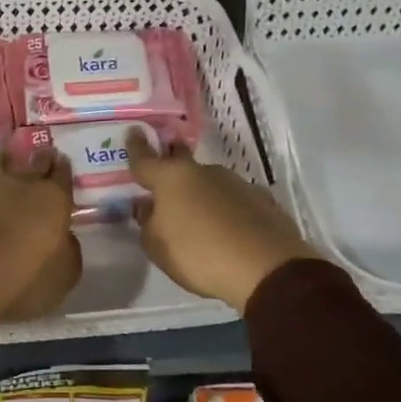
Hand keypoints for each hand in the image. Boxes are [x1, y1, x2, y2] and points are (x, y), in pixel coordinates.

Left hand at [0, 147, 81, 323]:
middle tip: (45, 159)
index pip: (63, 174)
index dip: (64, 169)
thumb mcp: (63, 275)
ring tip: (20, 179)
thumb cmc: (22, 279)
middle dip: (42, 162)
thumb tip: (64, 237)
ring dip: (16, 173)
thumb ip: (69, 249)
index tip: (63, 162)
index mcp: (53, 198)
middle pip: (35, 165)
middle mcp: (24, 184)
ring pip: (9, 173)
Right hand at [126, 128, 315, 313]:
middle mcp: (203, 172)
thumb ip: (147, 223)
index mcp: (171, 178)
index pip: (145, 158)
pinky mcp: (261, 200)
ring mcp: (236, 183)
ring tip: (199, 219)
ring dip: (200, 194)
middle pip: (180, 163)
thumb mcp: (157, 247)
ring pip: (208, 183)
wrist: (267, 269)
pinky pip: (233, 200)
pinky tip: (227, 230)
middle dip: (171, 164)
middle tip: (164, 175)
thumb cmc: (199, 255)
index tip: (133, 132)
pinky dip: (225, 210)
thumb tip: (148, 209)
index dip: (136, 146)